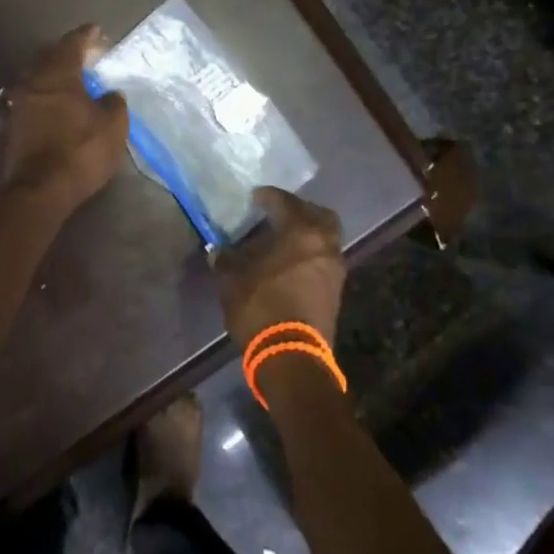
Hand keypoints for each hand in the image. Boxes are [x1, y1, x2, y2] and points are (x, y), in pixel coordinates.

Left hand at [2, 26, 128, 211]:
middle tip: (85, 55)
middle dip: (66, 52)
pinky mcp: (13, 124)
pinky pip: (31, 97)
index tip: (96, 31)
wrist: (39, 189)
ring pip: (36, 76)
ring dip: (53, 73)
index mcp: (58, 73)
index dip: (86, 35)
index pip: (72, 43)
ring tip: (73, 80)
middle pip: (48, 55)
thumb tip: (109, 94)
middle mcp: (33, 80)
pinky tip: (58, 103)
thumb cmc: (81, 150)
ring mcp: (19, 102)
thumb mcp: (113, 125)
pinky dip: (46, 94)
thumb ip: (113, 102)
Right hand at [216, 187, 345, 347]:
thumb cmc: (261, 307)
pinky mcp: (335, 292)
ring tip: (283, 239)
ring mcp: (334, 269)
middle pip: (320, 215)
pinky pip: (324, 259)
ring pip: (325, 238)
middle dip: (300, 210)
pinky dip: (310, 253)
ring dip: (307, 233)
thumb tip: (218, 250)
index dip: (268, 196)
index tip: (255, 196)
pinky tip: (289, 262)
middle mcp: (324, 245)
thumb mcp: (232, 280)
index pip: (285, 202)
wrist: (292, 357)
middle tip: (279, 213)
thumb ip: (226, 259)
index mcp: (300, 233)